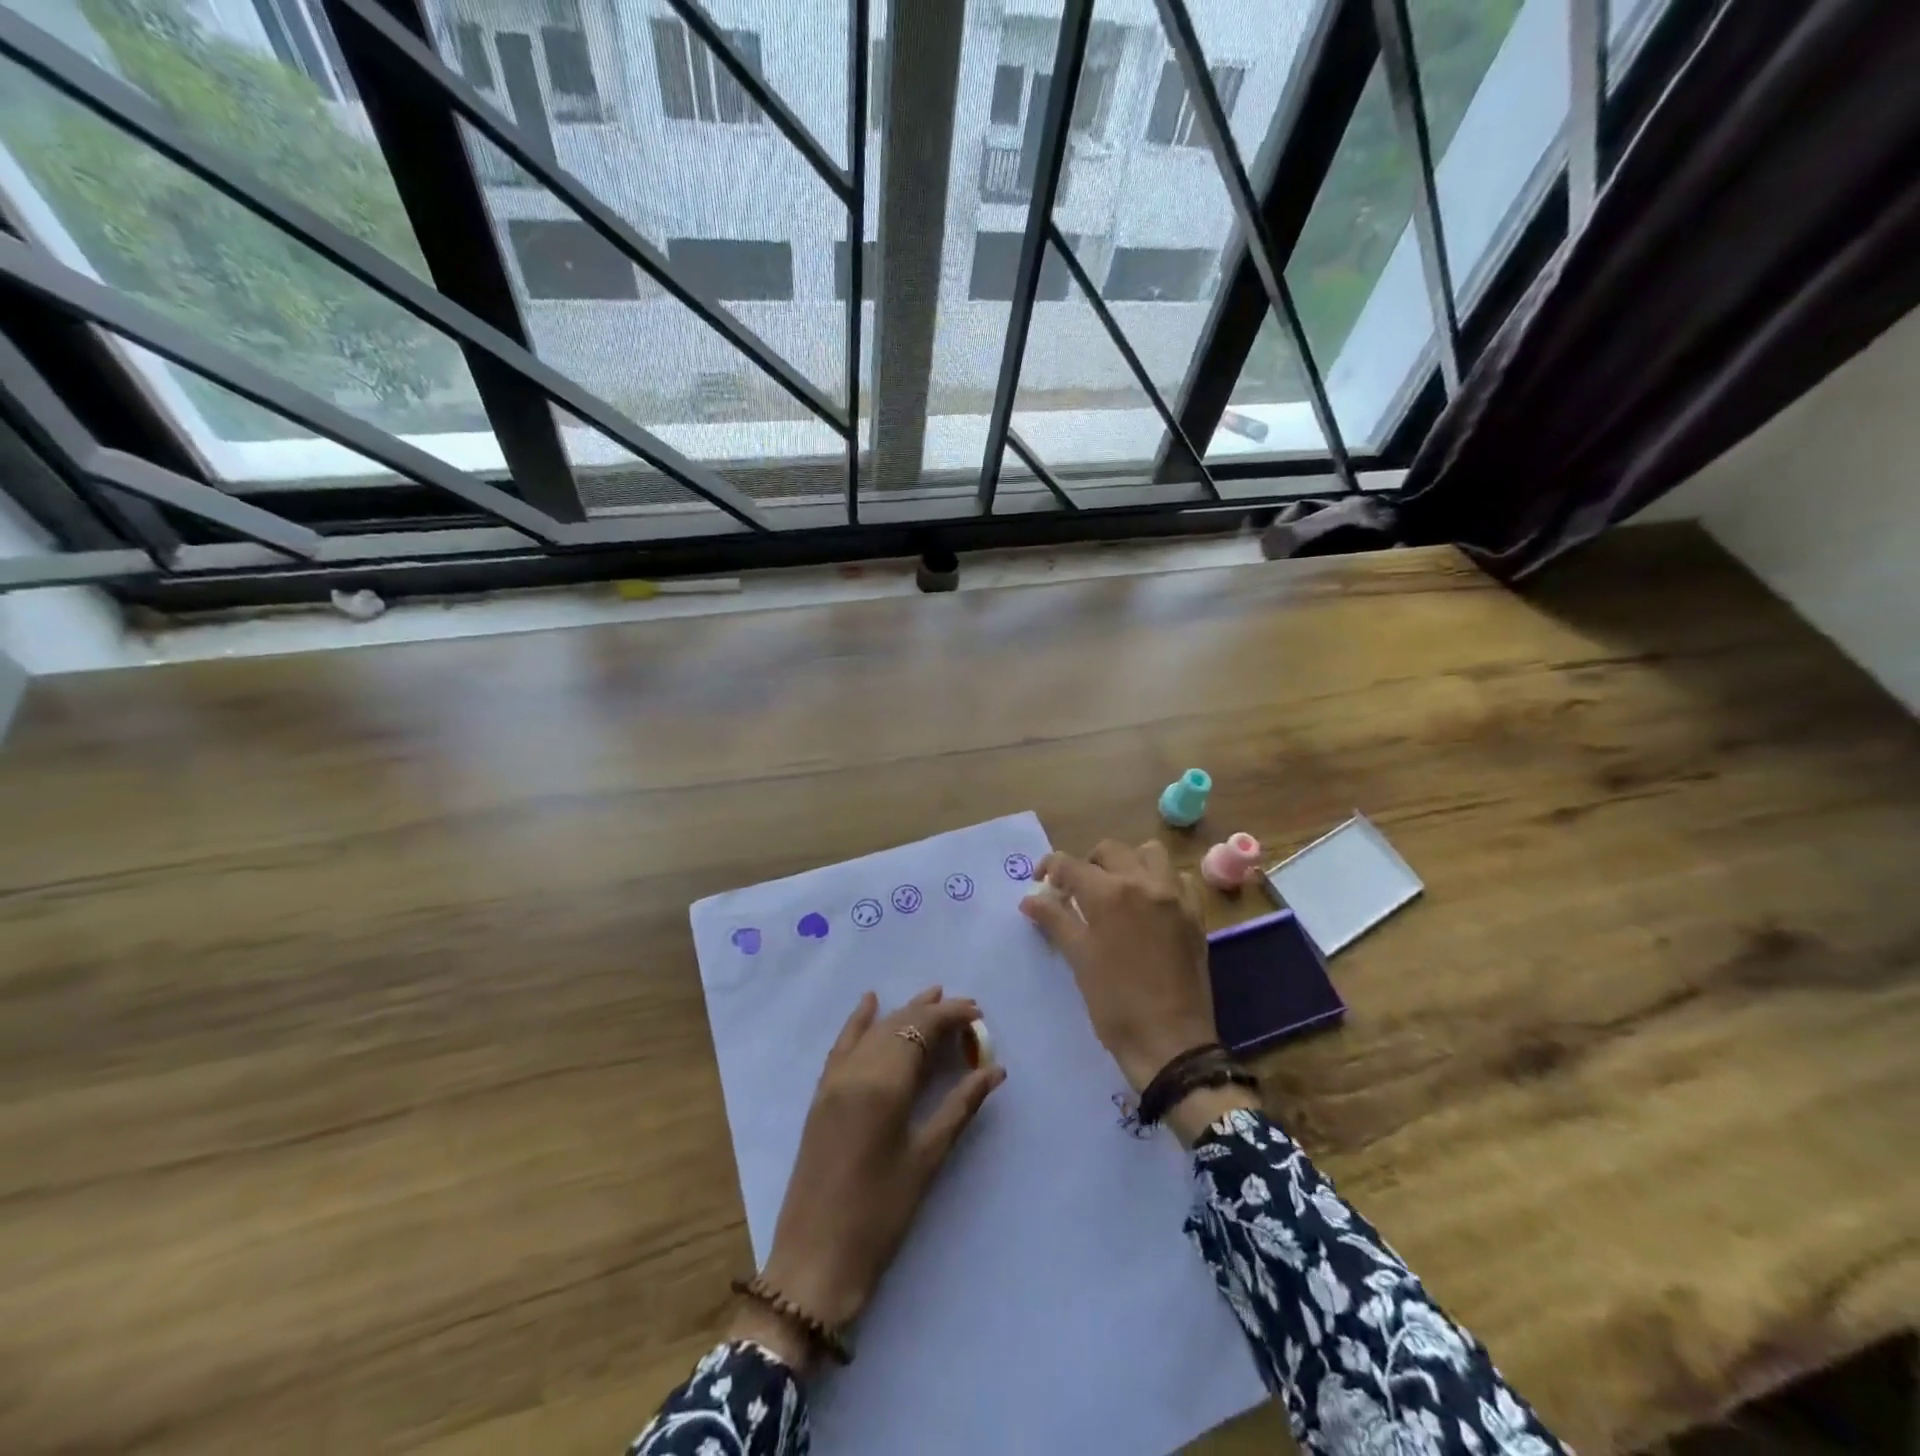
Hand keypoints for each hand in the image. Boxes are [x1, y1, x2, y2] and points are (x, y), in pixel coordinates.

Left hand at [734, 987, 1005, 1370]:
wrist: (814, 1261)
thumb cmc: (879, 1215)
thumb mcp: (926, 1160)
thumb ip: (960, 1107)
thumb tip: (994, 1069)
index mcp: (883, 1084)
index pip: (921, 1029)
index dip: (950, 1016)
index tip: (977, 1012)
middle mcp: (856, 1070)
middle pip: (898, 1025)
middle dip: (932, 1012)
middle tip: (965, 1010)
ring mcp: (834, 1081)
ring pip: (873, 1031)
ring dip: (903, 1013)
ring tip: (931, 996)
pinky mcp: (821, 1095)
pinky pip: (843, 1045)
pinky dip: (859, 1021)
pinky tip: (870, 1002)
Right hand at [1020, 839, 1221, 1094]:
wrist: (1170, 1042)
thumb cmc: (1115, 1003)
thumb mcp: (1078, 959)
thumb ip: (1055, 920)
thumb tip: (1030, 899)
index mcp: (1109, 894)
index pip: (1070, 864)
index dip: (1049, 868)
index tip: (1041, 882)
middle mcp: (1144, 883)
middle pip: (1110, 850)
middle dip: (1087, 864)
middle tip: (1077, 891)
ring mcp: (1174, 896)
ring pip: (1149, 854)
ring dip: (1128, 863)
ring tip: (1117, 891)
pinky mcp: (1195, 914)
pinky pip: (1179, 879)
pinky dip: (1162, 881)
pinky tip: (1150, 905)